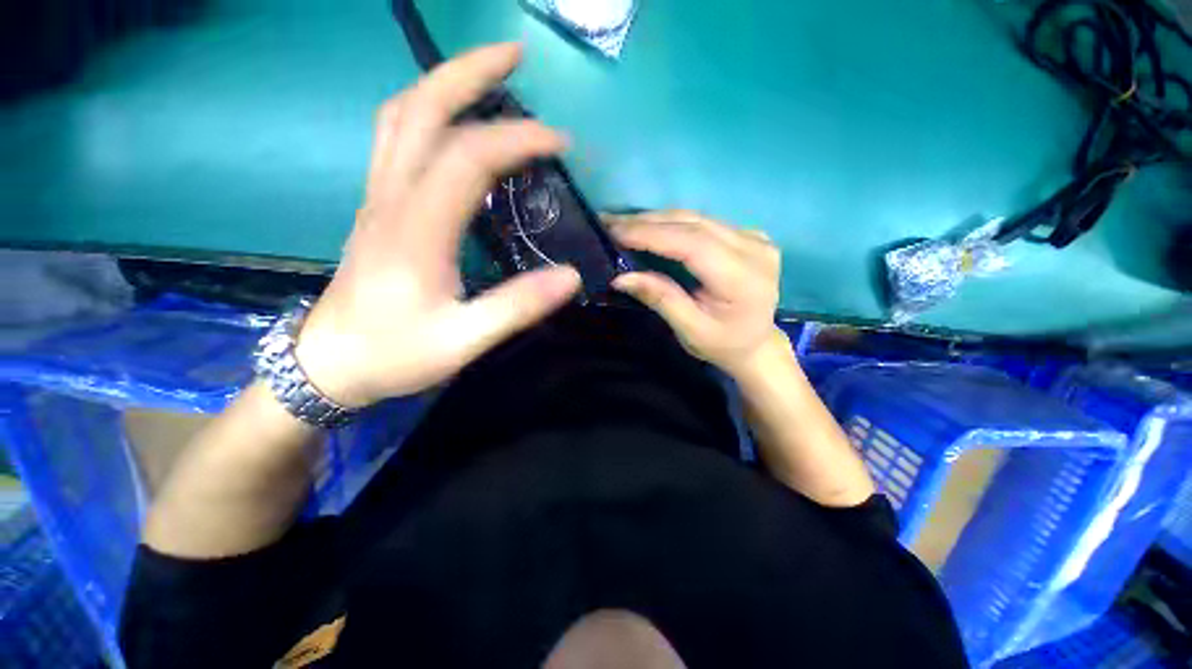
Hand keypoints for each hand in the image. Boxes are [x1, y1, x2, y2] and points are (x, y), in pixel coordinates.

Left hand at [294, 44, 581, 406]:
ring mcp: (378, 197)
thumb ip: (517, 307)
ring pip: (402, 115)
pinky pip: (396, 138)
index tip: (560, 142)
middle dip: (470, 71)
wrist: (329, 364)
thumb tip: (571, 277)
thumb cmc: (394, 354)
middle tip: (516, 56)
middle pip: (421, 108)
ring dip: (444, 83)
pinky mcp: (377, 206)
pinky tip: (454, 121)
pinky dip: (427, 112)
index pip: (468, 157)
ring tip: (488, 75)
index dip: (518, 138)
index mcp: (417, 229)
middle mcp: (391, 198)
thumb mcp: (463, 341)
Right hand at [605, 210, 781, 376]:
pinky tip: (651, 227)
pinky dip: (674, 223)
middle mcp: (754, 249)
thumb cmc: (722, 345)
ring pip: (698, 218)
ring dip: (658, 219)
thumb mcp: (689, 330)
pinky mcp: (750, 235)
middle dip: (648, 222)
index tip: (615, 231)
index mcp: (743, 278)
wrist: (756, 344)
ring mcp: (756, 238)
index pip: (692, 244)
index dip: (652, 235)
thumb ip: (660, 299)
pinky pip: (705, 222)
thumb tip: (621, 277)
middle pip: (694, 224)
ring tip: (623, 223)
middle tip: (610, 222)